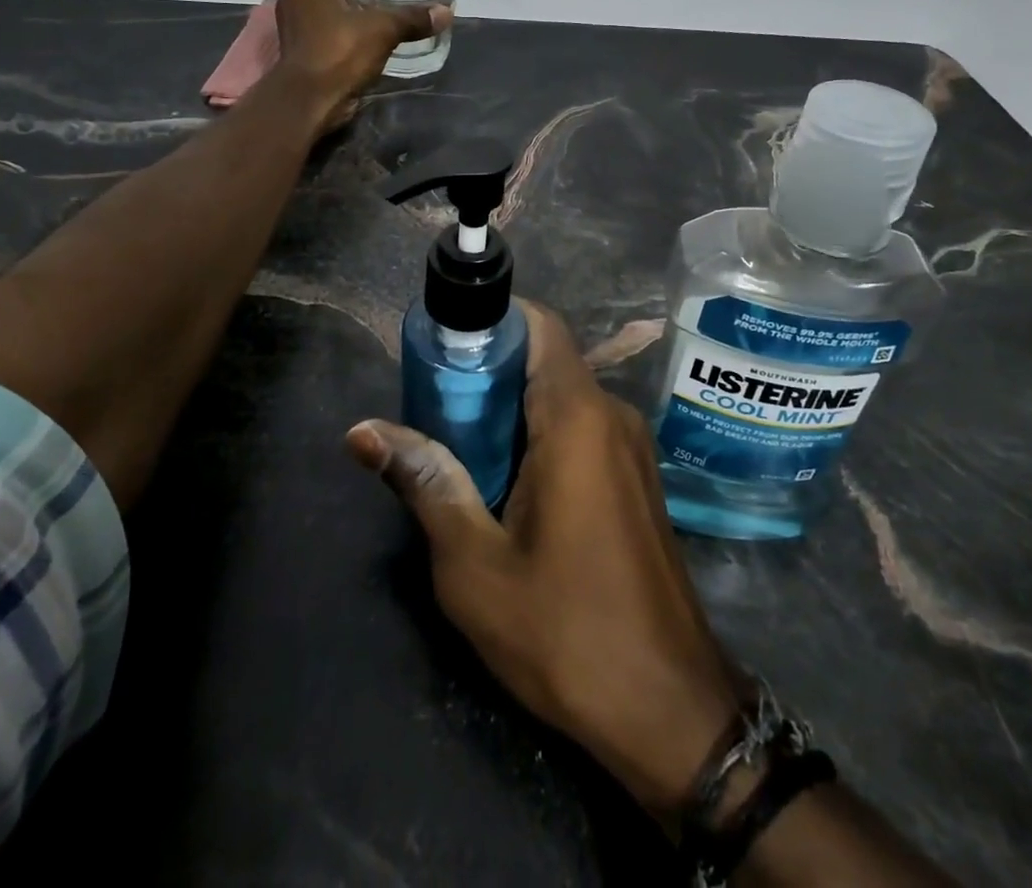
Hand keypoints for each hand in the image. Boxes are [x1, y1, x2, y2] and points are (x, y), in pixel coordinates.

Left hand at [273, 0, 449, 130]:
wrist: (309, 101)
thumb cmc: (339, 53)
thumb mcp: (382, 31)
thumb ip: (412, 18)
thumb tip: (447, 13)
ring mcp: (294, 20)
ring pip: (328, 0)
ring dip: (353, 3)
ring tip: (383, 10)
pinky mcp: (300, 44)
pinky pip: (325, 22)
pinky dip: (345, 23)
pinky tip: (370, 34)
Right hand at [346, 301, 741, 819]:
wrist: (669, 711)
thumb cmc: (567, 631)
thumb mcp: (475, 564)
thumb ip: (424, 482)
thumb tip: (362, 430)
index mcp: (577, 417)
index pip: (539, 325)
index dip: (490, 320)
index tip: (442, 344)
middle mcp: (611, 415)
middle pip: (545, 359)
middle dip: (487, 371)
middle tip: (432, 405)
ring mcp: (631, 448)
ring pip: (562, 396)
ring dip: (510, 408)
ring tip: (456, 446)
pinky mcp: (636, 479)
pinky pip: (581, 429)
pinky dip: (538, 435)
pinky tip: (504, 482)